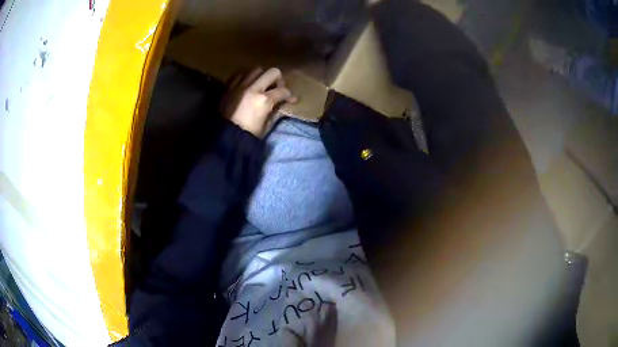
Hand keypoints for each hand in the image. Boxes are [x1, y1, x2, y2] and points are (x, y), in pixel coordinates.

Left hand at [221, 67, 296, 137]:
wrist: (224, 139)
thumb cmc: (247, 136)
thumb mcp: (266, 127)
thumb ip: (276, 113)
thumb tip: (283, 105)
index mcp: (264, 100)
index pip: (283, 91)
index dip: (289, 96)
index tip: (290, 100)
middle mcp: (253, 88)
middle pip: (273, 72)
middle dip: (278, 80)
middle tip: (276, 89)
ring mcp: (240, 85)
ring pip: (257, 69)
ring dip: (262, 76)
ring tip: (261, 86)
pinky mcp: (229, 87)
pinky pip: (240, 74)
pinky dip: (246, 77)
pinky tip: (247, 86)